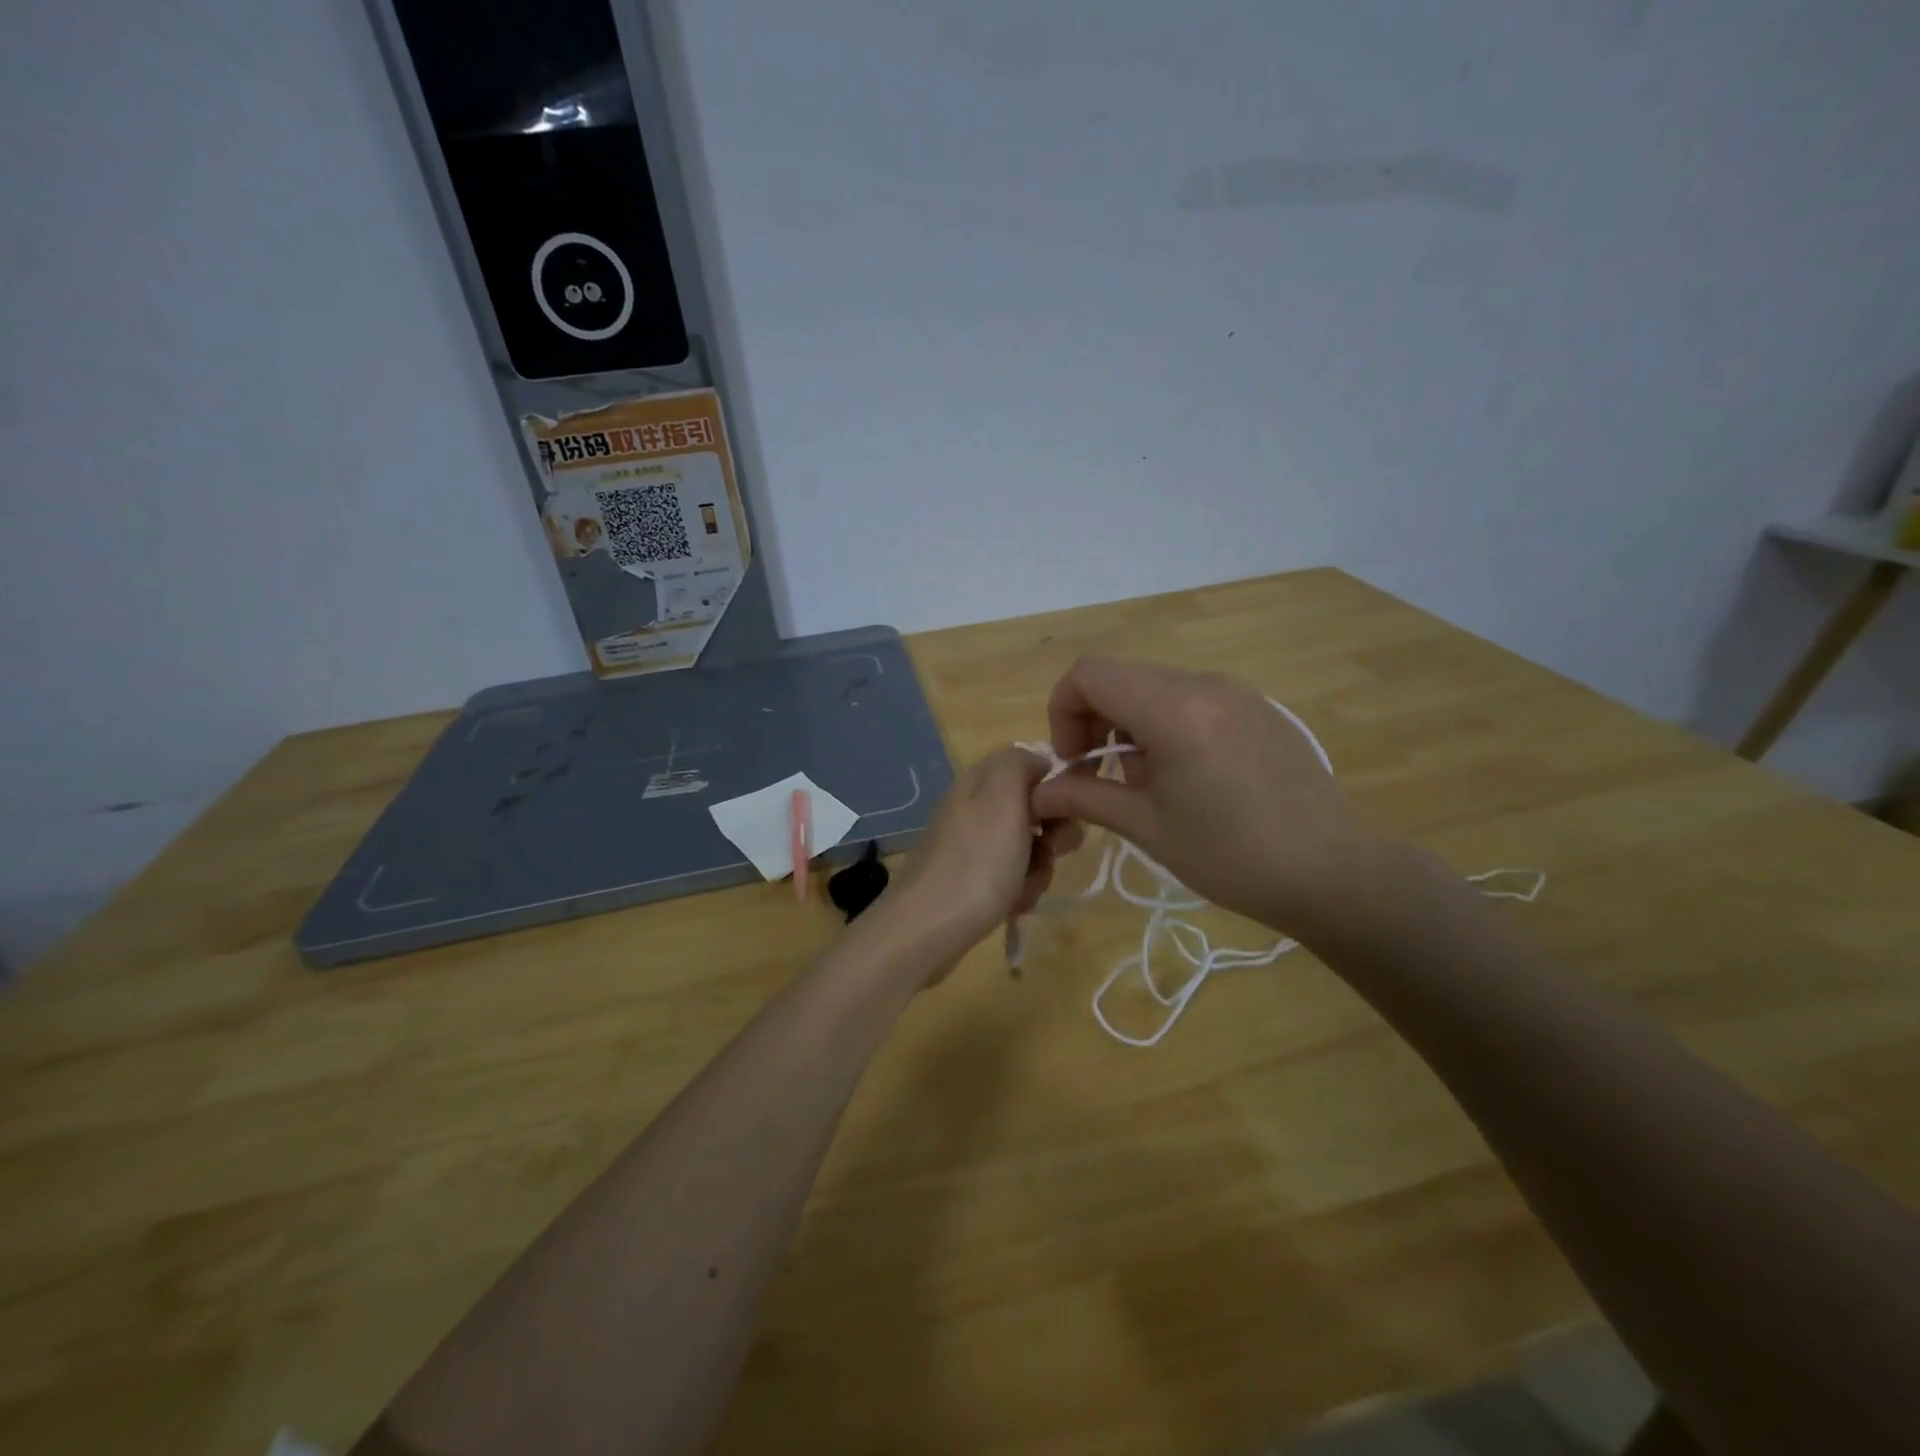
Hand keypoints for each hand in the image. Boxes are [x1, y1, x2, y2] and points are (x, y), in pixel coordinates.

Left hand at [893, 747, 1082, 973]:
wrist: (926, 930)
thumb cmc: (975, 863)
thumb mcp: (1002, 798)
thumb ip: (1019, 764)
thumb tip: (1036, 762)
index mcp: (979, 782)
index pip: (1032, 767)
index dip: (1056, 789)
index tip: (1066, 814)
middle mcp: (973, 808)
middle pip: (1033, 811)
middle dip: (1052, 836)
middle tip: (1050, 854)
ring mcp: (969, 846)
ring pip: (1026, 848)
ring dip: (1037, 869)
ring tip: (1024, 889)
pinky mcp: (968, 881)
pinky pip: (1009, 877)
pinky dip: (1018, 891)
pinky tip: (1011, 907)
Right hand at [1028, 657, 1380, 937]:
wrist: (1332, 872)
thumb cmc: (1230, 854)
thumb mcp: (1147, 827)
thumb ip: (1085, 797)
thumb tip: (1040, 791)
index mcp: (1173, 707)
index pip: (1089, 674)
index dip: (1062, 711)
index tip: (1074, 762)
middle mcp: (1204, 684)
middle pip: (1121, 676)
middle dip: (1093, 718)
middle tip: (1098, 774)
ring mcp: (1237, 693)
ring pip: (1157, 686)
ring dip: (1129, 722)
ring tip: (1143, 780)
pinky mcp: (1259, 709)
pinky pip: (1193, 699)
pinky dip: (1167, 723)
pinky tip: (1187, 776)